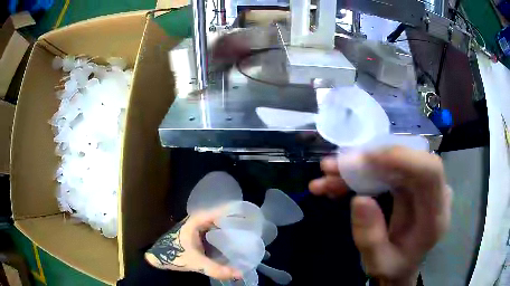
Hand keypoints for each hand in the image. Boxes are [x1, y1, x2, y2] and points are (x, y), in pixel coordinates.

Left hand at [145, 208, 242, 279]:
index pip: (221, 211)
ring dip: (230, 231)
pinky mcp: (197, 235)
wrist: (158, 257)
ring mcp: (198, 227)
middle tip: (252, 230)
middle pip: (221, 218)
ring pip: (218, 226)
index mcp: (198, 220)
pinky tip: (232, 244)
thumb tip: (240, 273)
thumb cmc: (175, 255)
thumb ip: (217, 269)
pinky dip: (223, 237)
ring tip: (246, 236)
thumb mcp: (196, 262)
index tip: (251, 217)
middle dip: (236, 223)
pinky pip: (214, 233)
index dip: (236, 213)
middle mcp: (199, 220)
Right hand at [309, 147, 451, 285]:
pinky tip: (337, 183)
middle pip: (407, 160)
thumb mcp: (378, 263)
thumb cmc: (394, 266)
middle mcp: (432, 193)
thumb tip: (360, 199)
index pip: (430, 172)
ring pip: (392, 162)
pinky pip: (385, 169)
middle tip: (332, 168)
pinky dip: (360, 173)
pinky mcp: (408, 182)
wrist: (401, 265)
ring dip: (358, 167)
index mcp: (434, 215)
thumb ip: (371, 239)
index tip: (364, 159)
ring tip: (327, 176)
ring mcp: (420, 185)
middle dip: (368, 161)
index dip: (401, 158)